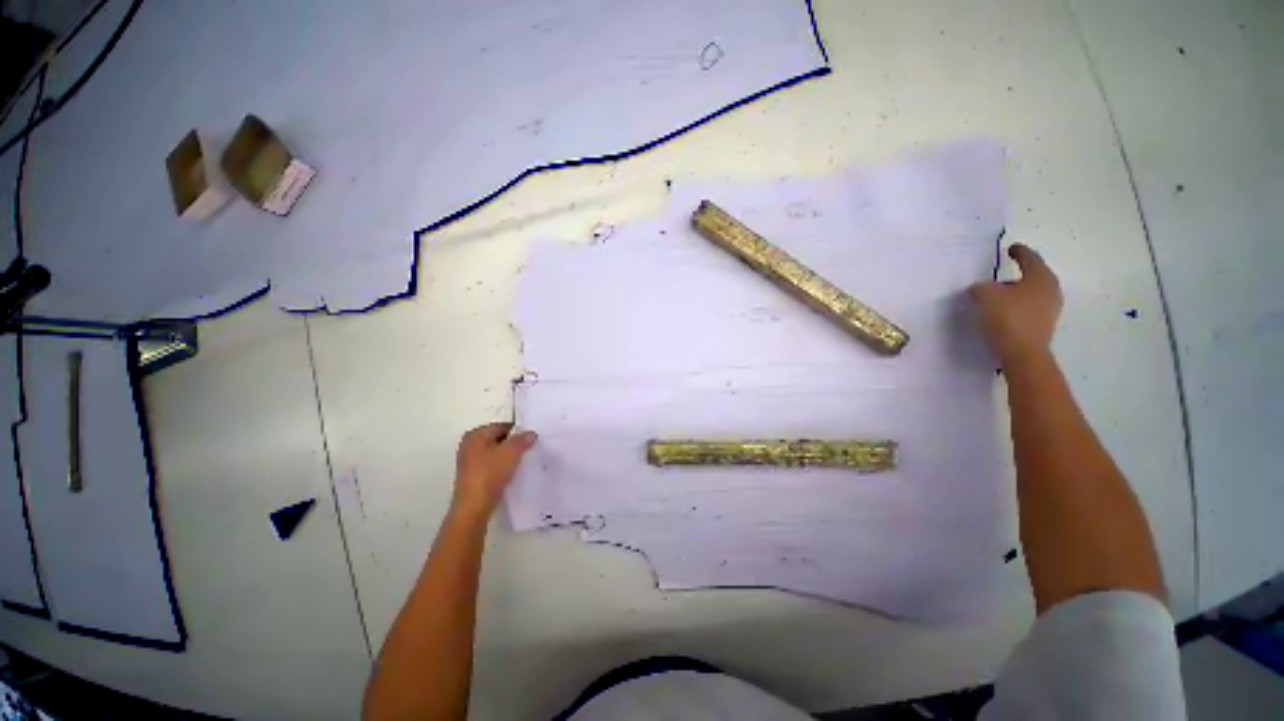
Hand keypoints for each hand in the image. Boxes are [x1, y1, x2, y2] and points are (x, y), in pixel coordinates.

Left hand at [451, 422, 536, 520]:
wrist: (474, 506)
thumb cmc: (490, 473)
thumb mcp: (512, 452)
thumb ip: (523, 439)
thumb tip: (531, 434)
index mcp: (475, 434)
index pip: (503, 426)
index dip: (519, 431)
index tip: (531, 439)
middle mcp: (469, 444)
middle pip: (499, 439)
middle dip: (514, 444)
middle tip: (529, 449)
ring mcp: (469, 461)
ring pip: (496, 453)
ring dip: (508, 456)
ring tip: (522, 462)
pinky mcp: (472, 476)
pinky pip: (492, 465)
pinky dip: (502, 467)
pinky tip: (511, 473)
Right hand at [969, 244, 1062, 365]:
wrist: (1022, 353)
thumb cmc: (1007, 318)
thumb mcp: (984, 296)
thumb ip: (980, 287)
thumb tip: (981, 288)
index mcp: (1040, 277)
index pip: (1029, 257)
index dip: (1018, 252)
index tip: (1010, 248)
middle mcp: (1050, 289)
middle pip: (1033, 276)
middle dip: (1017, 274)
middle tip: (1000, 274)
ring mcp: (1050, 308)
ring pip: (1031, 293)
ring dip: (1016, 292)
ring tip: (998, 296)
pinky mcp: (1043, 324)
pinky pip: (1029, 308)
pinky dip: (1017, 306)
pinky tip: (1003, 312)